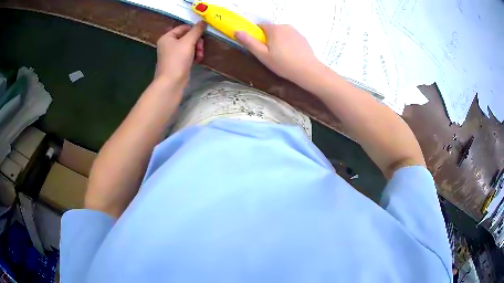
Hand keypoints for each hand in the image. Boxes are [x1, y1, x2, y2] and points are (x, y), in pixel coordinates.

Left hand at [155, 21, 205, 89]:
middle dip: (196, 41)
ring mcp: (172, 54)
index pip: (183, 27)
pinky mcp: (177, 62)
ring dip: (197, 49)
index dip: (194, 30)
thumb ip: (196, 30)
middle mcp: (168, 44)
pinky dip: (194, 55)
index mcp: (167, 37)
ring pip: (189, 46)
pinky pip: (188, 54)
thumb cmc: (177, 60)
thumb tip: (203, 21)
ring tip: (200, 55)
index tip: (203, 35)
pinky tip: (198, 59)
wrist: (171, 82)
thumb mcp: (188, 42)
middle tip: (200, 48)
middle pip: (187, 37)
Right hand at [235, 24, 323, 83]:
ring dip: (278, 41)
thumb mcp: (263, 55)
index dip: (256, 36)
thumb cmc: (284, 64)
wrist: (308, 71)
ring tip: (281, 57)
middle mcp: (285, 26)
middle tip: (270, 55)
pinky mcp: (302, 38)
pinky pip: (290, 38)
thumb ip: (249, 42)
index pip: (259, 26)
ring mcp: (295, 31)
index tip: (259, 48)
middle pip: (270, 30)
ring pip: (281, 34)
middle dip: (268, 39)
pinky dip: (287, 44)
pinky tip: (290, 56)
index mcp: (274, 29)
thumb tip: (237, 31)